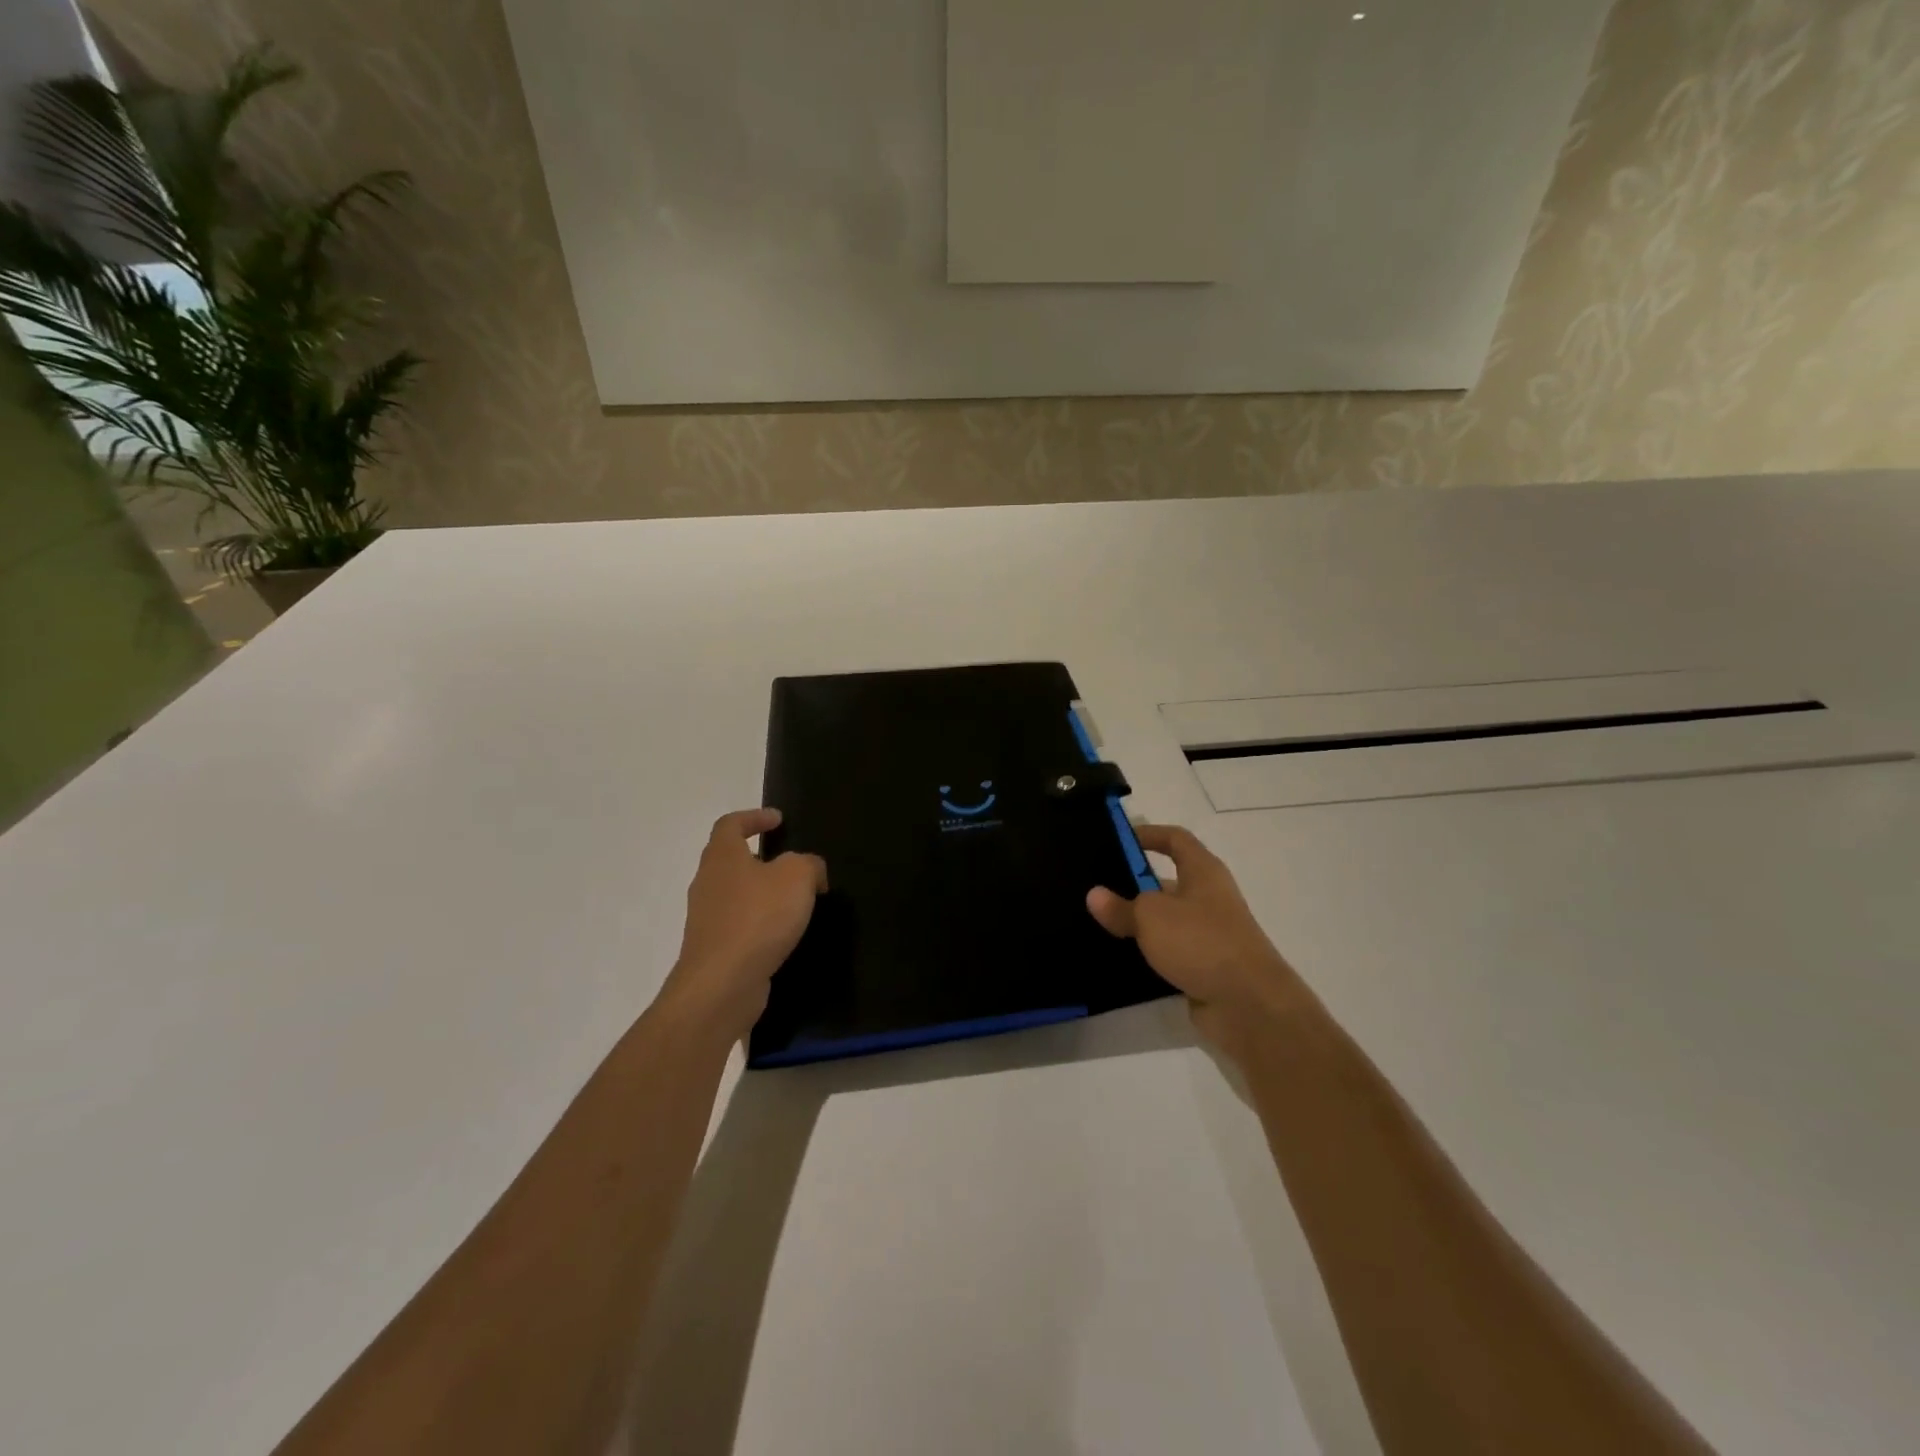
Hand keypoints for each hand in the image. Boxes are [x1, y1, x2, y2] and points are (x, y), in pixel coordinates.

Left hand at [657, 809, 826, 1045]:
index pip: (730, 824)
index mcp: (722, 857)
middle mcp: (707, 883)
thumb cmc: (758, 918)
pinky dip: (760, 922)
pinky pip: (739, 925)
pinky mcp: (714, 950)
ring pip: (735, 894)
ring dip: (761, 892)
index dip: (754, 817)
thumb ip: (809, 864)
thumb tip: (811, 871)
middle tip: (791, 861)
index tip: (778, 820)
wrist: (721, 985)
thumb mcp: (797, 877)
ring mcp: (707, 919)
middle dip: (759, 857)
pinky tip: (783, 934)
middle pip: (729, 859)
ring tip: (794, 900)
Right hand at [1087, 824, 1313, 1061]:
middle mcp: (1209, 897)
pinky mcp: (1204, 966)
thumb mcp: (1152, 916)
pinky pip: (1168, 950)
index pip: (1176, 839)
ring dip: (1137, 922)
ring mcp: (1208, 933)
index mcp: (1203, 872)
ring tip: (1097, 922)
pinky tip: (1117, 957)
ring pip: (1165, 919)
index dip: (1149, 834)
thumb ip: (1121, 906)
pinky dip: (1146, 952)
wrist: (1248, 1005)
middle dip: (1133, 883)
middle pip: (1167, 881)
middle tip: (1095, 887)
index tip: (1118, 839)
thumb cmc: (1201, 942)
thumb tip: (1095, 895)